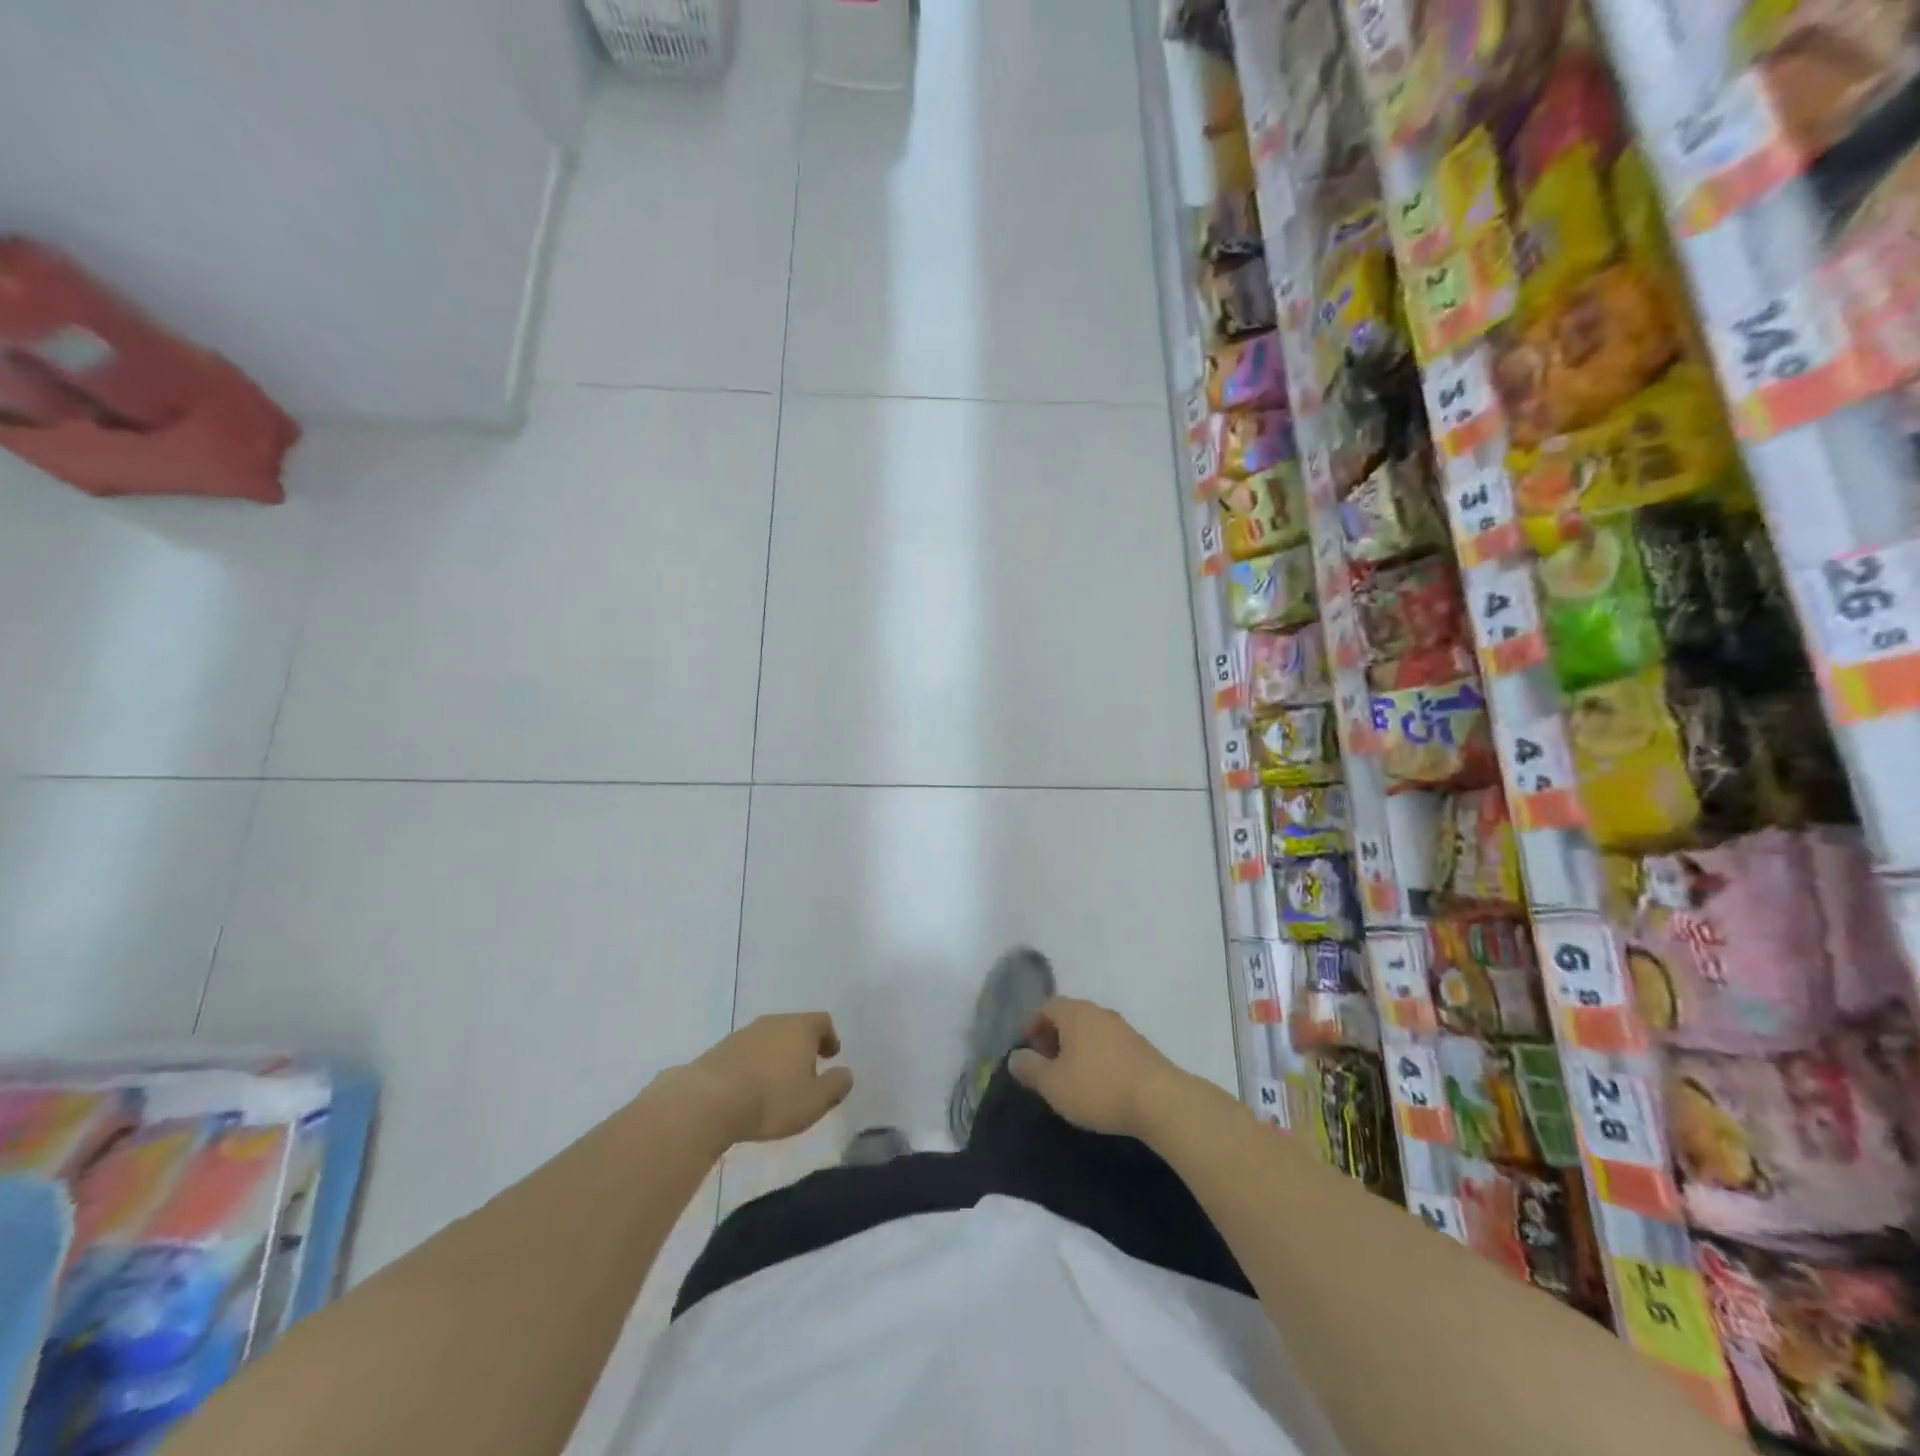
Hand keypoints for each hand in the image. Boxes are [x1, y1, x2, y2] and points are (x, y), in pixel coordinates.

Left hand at [677, 1013, 853, 1144]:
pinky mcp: (721, 1049)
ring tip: (778, 1083)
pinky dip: (755, 1065)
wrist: (708, 1101)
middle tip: (807, 1071)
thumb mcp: (814, 1101)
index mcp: (800, 1028)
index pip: (822, 1021)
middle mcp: (773, 1022)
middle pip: (795, 1027)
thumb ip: (836, 1085)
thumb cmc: (771, 1099)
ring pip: (770, 1039)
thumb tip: (846, 1073)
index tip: (830, 1055)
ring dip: (777, 1056)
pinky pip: (748, 1052)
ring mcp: (745, 1033)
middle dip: (803, 1046)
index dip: (829, 1037)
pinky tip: (751, 1088)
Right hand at [1008, 997, 1185, 1139]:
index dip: (1031, 1025)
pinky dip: (1095, 1056)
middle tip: (1044, 1064)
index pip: (1046, 1007)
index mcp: (1075, 1013)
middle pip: (1068, 1016)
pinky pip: (1107, 1044)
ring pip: (1089, 1031)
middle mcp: (1099, 1012)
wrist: (1161, 1101)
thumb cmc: (1099, 1087)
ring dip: (1075, 1048)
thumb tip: (1015, 1057)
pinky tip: (1096, 1082)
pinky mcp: (1140, 1047)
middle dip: (1052, 1037)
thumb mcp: (1054, 1084)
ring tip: (1068, 1077)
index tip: (1025, 1050)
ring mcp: (1123, 1028)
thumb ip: (1030, 1069)